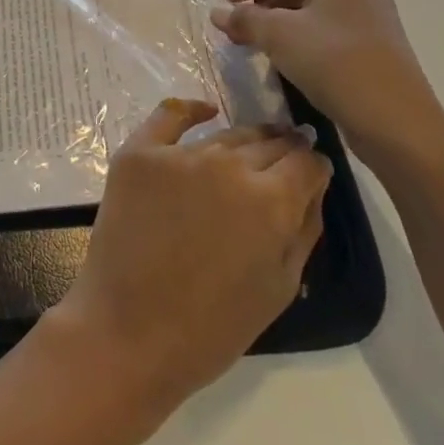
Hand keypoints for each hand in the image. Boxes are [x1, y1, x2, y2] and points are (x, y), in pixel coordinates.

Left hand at [46, 98, 331, 419]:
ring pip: (226, 135)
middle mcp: (228, 164)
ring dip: (243, 142)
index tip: (312, 174)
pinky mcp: (140, 153)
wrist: (129, 334)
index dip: (314, 168)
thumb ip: (304, 228)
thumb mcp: (280, 287)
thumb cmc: (212, 327)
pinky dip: (192, 110)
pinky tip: (206, 111)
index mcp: (270, 201)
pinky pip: (170, 115)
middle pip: (268, 144)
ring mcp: (180, 154)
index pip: (307, 162)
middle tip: (285, 159)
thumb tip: (313, 184)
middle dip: (283, 151)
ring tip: (249, 151)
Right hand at [211, 0, 443, 171]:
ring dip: (281, 27)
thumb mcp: (279, 36)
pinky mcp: (378, 48)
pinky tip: (290, 66)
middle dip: (263, 6)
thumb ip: (245, 19)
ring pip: (314, 13)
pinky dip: (304, 43)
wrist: (397, 121)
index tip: (223, 2)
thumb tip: (218, 12)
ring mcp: (373, 18)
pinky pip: (331, 35)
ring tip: (257, 49)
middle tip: (237, 29)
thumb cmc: (334, 63)